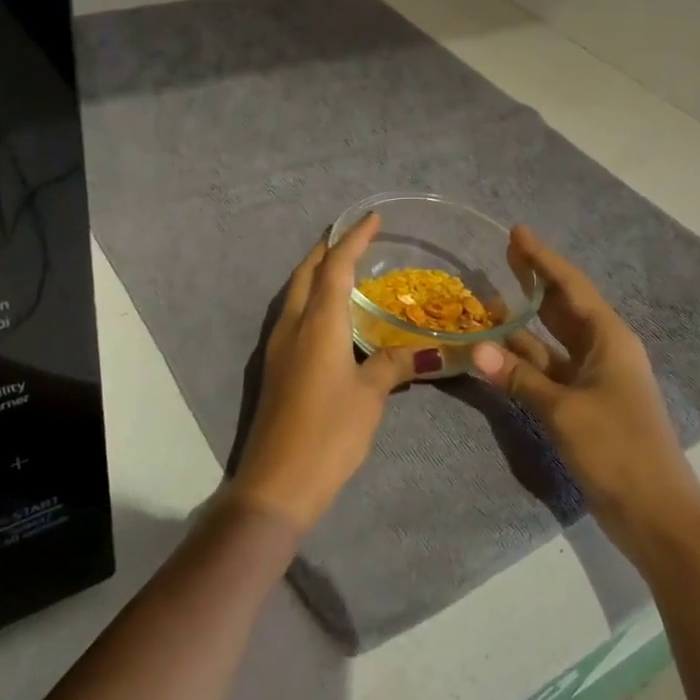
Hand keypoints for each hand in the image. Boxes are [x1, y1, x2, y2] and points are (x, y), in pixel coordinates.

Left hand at [229, 214, 429, 532]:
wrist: (277, 481)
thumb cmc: (329, 434)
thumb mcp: (370, 397)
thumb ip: (394, 365)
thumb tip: (424, 350)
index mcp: (318, 324)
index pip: (335, 267)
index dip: (353, 240)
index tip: (371, 218)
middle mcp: (292, 326)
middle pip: (306, 273)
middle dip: (327, 249)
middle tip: (352, 236)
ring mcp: (278, 347)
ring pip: (295, 294)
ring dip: (315, 273)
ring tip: (342, 267)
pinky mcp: (275, 367)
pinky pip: (293, 316)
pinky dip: (311, 300)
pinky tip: (329, 315)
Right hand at [469, 226, 699, 554]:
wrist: (655, 513)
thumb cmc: (617, 450)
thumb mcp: (564, 410)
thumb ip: (518, 377)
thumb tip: (474, 347)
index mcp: (609, 340)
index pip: (571, 287)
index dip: (543, 259)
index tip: (516, 233)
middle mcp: (603, 351)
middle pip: (563, 307)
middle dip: (535, 281)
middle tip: (503, 254)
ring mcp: (593, 380)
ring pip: (552, 340)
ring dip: (523, 324)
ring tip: (487, 302)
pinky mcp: (583, 406)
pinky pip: (548, 371)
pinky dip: (523, 361)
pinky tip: (497, 353)